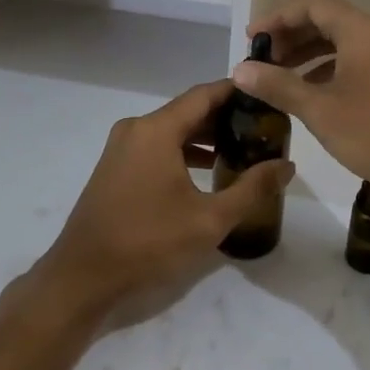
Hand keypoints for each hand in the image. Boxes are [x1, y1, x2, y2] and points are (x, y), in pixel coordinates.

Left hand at [38, 80, 293, 319]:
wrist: (82, 277)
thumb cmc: (147, 243)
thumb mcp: (208, 220)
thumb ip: (251, 189)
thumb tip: (287, 166)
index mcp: (157, 129)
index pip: (205, 94)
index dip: (237, 92)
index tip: (267, 96)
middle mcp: (137, 128)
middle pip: (189, 110)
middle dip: (225, 116)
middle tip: (262, 127)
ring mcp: (122, 147)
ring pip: (172, 129)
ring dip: (205, 136)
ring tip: (242, 148)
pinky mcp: (116, 167)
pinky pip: (157, 146)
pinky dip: (183, 151)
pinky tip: (208, 171)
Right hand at [234, 0, 369, 210]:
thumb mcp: (321, 110)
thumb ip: (279, 86)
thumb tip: (241, 70)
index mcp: (360, 30)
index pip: (312, 5)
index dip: (278, 17)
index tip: (252, 39)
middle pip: (326, 20)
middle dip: (290, 36)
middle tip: (261, 60)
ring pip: (340, 43)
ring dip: (307, 55)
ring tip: (277, 77)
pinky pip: (353, 61)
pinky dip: (327, 70)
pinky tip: (309, 94)